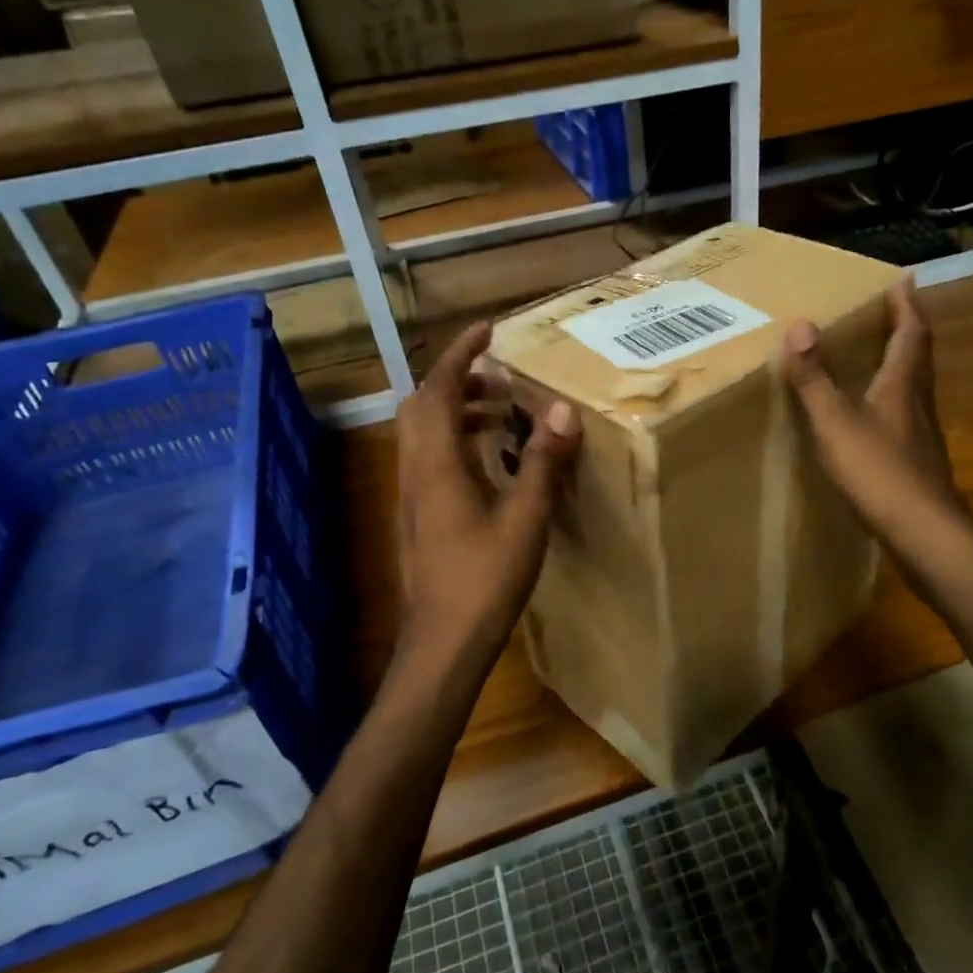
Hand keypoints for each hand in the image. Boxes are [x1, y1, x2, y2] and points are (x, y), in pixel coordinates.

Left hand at [392, 322, 579, 678]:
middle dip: (456, 379)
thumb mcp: (525, 519)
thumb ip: (542, 462)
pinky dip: (454, 440)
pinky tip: (489, 462)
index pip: (439, 389)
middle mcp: (415, 471)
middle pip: (421, 405)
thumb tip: (561, 410)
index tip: (488, 330)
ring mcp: (411, 496)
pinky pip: (429, 459)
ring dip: (455, 410)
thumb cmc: (485, 579)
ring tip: (500, 412)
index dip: (460, 353)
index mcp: (437, 464)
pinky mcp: (417, 517)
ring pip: (422, 433)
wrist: (443, 643)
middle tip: (499, 376)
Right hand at [783, 278, 971, 589]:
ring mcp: (922, 433)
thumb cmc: (879, 472)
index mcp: (902, 384)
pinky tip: (876, 413)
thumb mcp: (836, 422)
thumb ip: (815, 377)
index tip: (903, 280)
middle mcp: (918, 402)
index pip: (911, 332)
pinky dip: (894, 398)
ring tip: (880, 354)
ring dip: (903, 362)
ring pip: (915, 385)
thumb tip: (800, 324)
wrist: (923, 531)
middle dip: (907, 328)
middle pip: (919, 356)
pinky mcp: (918, 459)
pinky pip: (907, 413)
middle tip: (891, 310)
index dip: (907, 305)